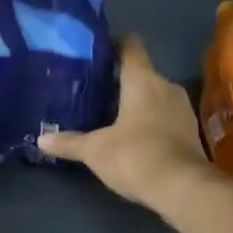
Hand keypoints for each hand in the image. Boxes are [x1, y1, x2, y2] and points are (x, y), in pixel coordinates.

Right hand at [39, 37, 220, 215]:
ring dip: (138, 102)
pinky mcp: (192, 133)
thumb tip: (41, 139)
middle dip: (121, 80)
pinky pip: (166, 116)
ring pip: (155, 95)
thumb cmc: (135, 155)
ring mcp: (183, 109)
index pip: (131, 45)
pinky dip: (151, 121)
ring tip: (112, 113)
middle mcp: (166, 86)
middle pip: (142, 72)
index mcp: (142, 79)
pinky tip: (134, 136)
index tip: (98, 49)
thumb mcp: (95, 150)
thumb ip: (69, 142)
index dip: (115, 43)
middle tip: (96, 88)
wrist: (184, 190)